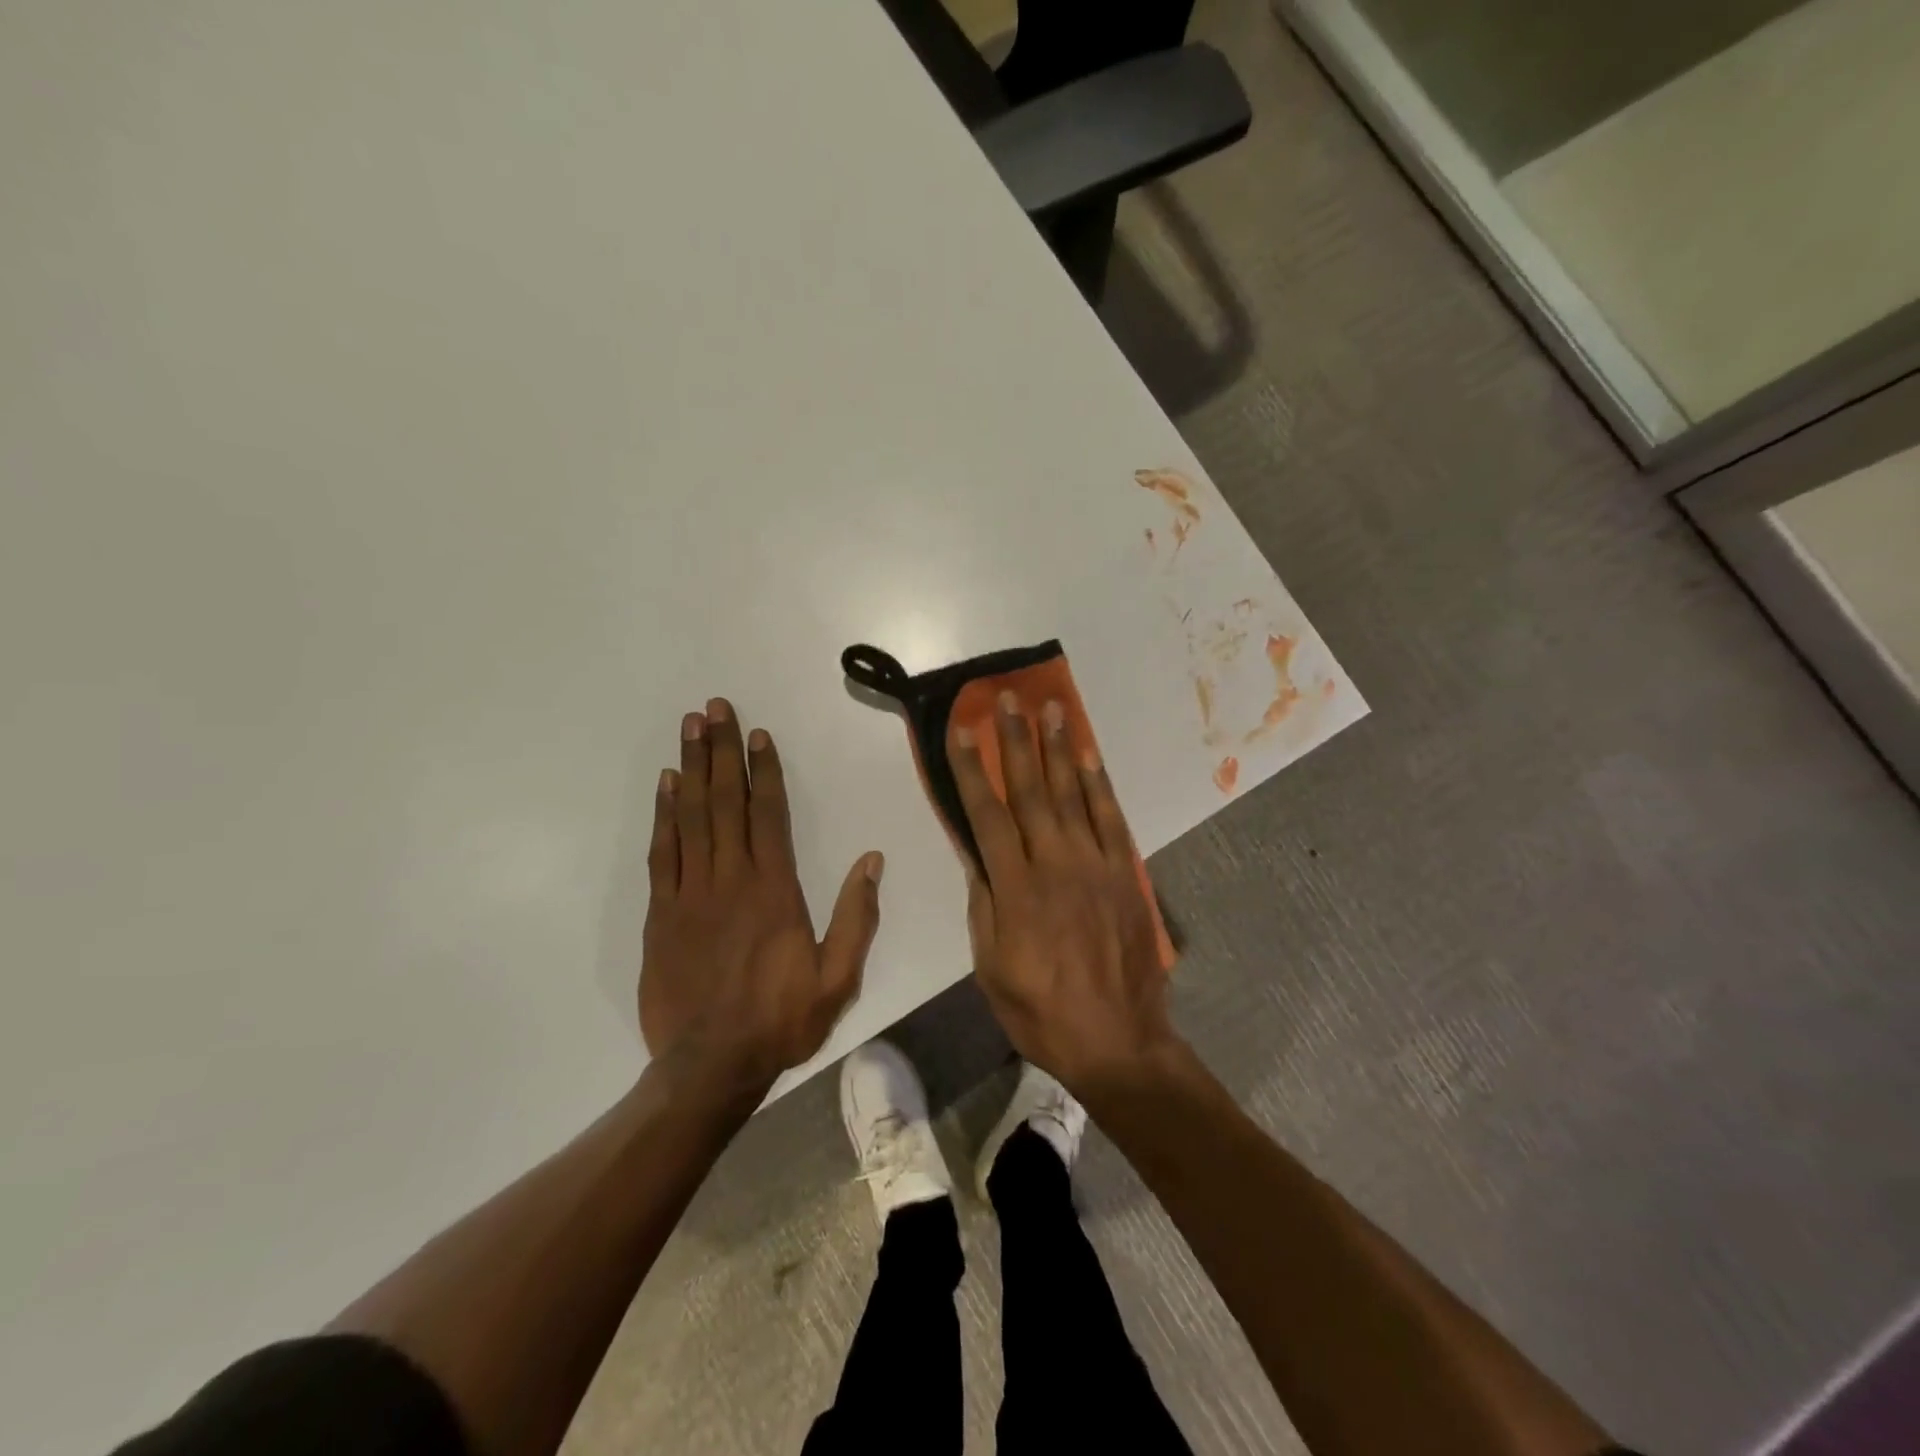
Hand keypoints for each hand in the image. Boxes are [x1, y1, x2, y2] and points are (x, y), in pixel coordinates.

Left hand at [640, 698, 881, 1091]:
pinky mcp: (662, 913)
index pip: (770, 814)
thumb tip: (873, 860)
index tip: (758, 734)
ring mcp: (691, 893)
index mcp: (776, 890)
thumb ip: (857, 916)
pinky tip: (666, 785)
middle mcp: (732, 879)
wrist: (709, 1065)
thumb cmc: (781, 1019)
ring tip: (690, 728)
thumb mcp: (838, 977)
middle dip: (721, 750)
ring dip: (691, 768)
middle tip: (715, 708)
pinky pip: (664, 852)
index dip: (764, 770)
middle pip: (726, 801)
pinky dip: (664, 815)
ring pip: (692, 817)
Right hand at [952, 692, 1182, 1096]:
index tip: (961, 732)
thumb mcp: (991, 968)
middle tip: (1007, 700)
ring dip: (1059, 749)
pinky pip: (1111, 819)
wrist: (1118, 1041)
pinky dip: (1099, 785)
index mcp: (1016, 889)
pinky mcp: (1125, 874)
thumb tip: (975, 855)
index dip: (971, 770)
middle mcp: (1056, 864)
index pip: (986, 815)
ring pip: (1072, 795)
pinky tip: (1088, 758)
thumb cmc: (1041, 1012)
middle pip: (1031, 791)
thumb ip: (984, 905)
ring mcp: (1096, 865)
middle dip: (1016, 741)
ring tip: (1051, 709)